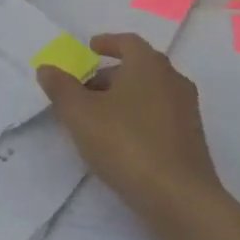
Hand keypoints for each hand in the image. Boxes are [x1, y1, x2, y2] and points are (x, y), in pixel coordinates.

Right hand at [36, 33, 224, 222]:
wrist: (180, 198)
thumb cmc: (127, 144)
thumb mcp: (81, 115)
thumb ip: (61, 89)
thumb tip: (46, 68)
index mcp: (148, 64)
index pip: (128, 41)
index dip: (108, 42)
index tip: (90, 48)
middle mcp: (172, 79)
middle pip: (139, 67)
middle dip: (111, 75)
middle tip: (85, 89)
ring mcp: (186, 109)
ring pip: (150, 92)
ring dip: (125, 97)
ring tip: (99, 117)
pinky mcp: (192, 138)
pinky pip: (160, 115)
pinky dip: (140, 116)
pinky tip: (123, 140)